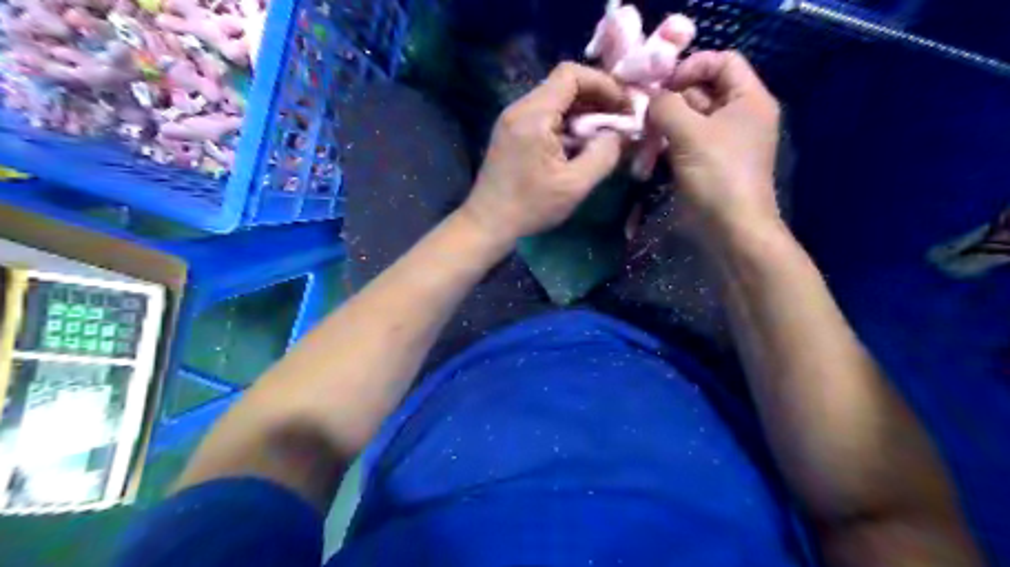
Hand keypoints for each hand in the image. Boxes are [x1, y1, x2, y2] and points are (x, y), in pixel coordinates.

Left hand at [460, 62, 627, 242]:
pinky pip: (543, 116)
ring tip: (603, 135)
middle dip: (596, 99)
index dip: (602, 84)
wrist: (488, 224)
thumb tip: (620, 134)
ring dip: (582, 113)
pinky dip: (566, 124)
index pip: (571, 74)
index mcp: (533, 115)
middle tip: (619, 122)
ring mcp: (512, 120)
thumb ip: (604, 154)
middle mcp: (519, 109)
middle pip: (563, 85)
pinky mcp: (510, 133)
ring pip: (554, 101)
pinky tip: (578, 145)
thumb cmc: (530, 207)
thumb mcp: (575, 185)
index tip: (623, 107)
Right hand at [647, 52, 780, 239]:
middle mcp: (737, 114)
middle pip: (702, 89)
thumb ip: (666, 106)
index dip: (692, 66)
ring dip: (664, 123)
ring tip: (642, 132)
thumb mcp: (690, 133)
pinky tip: (647, 151)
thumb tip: (651, 99)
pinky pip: (684, 141)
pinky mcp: (706, 162)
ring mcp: (721, 141)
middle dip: (671, 98)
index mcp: (748, 99)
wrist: (730, 228)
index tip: (664, 87)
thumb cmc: (718, 175)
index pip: (722, 61)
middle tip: (642, 111)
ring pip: (688, 118)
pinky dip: (666, 142)